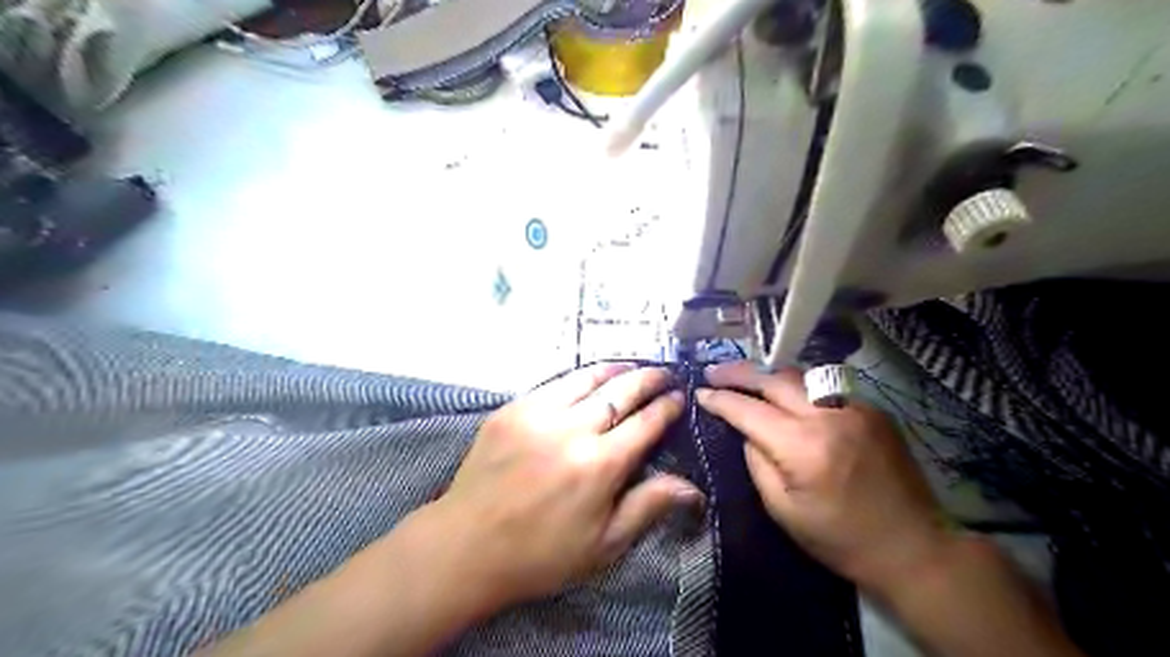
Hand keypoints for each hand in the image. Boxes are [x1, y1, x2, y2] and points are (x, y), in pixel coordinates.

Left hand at [434, 363, 696, 609]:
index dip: (667, 407)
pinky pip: (554, 383)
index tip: (680, 397)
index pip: (646, 423)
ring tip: (632, 368)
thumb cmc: (541, 554)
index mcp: (600, 465)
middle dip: (648, 379)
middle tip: (664, 373)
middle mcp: (573, 429)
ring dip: (616, 370)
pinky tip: (588, 379)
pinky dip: (579, 378)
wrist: (466, 545)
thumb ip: (648, 506)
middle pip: (621, 392)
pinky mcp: (512, 409)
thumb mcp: (603, 544)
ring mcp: (538, 413)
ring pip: (587, 378)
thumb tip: (693, 487)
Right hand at [693, 360, 948, 595]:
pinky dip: (799, 388)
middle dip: (740, 373)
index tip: (700, 393)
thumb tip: (745, 431)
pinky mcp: (873, 410)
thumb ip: (758, 463)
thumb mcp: (783, 511)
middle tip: (714, 371)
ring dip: (769, 375)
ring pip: (801, 376)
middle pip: (774, 380)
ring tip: (746, 378)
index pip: (749, 410)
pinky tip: (787, 396)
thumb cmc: (841, 539)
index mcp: (804, 447)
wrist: (914, 547)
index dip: (721, 400)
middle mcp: (829, 416)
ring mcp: (855, 408)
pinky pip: (825, 388)